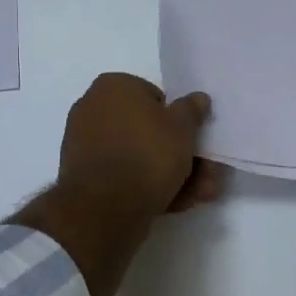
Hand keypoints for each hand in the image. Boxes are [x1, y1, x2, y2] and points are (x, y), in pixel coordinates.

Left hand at [16, 73, 220, 295]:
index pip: (154, 97)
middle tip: (208, 173)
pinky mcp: (86, 178)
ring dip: (173, 174)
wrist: (104, 208)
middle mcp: (94, 110)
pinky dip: (149, 186)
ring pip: (139, 156)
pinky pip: (124, 175)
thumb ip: (191, 110)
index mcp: (112, 87)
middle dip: (181, 154)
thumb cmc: (147, 154)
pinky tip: (177, 203)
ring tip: (201, 194)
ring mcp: (87, 146)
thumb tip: (198, 98)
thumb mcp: (182, 127)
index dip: (178, 119)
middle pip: (148, 131)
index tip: (195, 139)